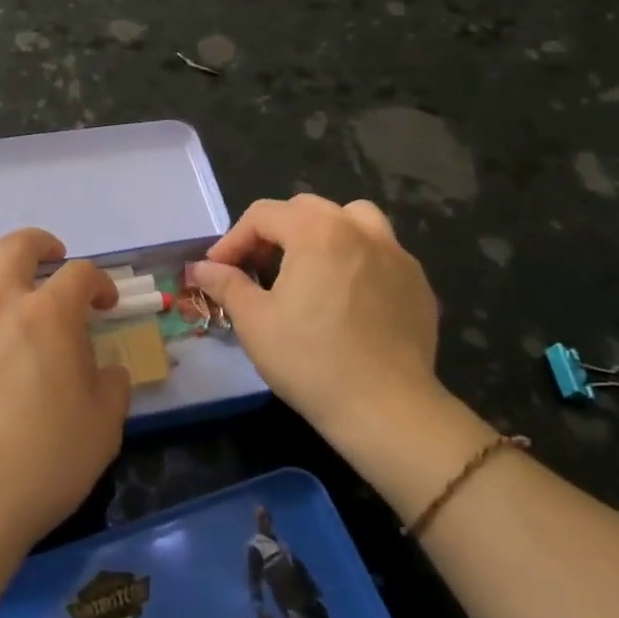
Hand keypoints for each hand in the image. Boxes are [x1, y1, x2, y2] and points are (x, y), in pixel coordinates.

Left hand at [0, 229, 130, 560]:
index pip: (81, 274)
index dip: (99, 282)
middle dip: (39, 244)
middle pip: (16, 247)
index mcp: (50, 317)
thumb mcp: (103, 431)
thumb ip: (112, 390)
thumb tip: (108, 372)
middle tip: (50, 259)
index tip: (105, 305)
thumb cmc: (43, 464)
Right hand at [187, 195, 443, 448]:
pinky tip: (346, 297)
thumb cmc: (311, 360)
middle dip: (275, 232)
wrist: (387, 408)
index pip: (263, 215)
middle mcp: (359, 229)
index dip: (233, 239)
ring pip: (353, 220)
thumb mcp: (255, 321)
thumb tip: (201, 268)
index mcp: (317, 231)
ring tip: (309, 267)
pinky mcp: (417, 283)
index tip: (217, 270)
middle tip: (257, 268)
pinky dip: (356, 260)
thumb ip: (226, 284)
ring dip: (323, 233)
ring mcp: (395, 254)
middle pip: (307, 209)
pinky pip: (380, 253)